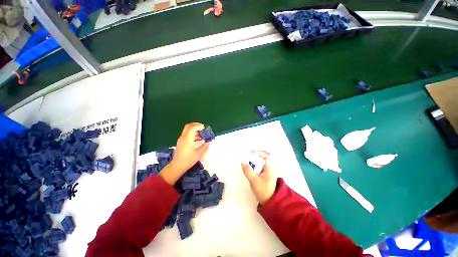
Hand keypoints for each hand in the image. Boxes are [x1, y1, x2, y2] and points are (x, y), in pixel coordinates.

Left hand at [160, 123, 210, 184]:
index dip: (199, 126)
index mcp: (188, 139)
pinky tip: (197, 138)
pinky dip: (192, 133)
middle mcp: (183, 137)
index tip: (205, 128)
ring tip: (201, 133)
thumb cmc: (188, 160)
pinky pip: (186, 134)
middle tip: (203, 128)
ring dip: (194, 129)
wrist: (177, 166)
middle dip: (196, 125)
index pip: (193, 127)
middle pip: (189, 126)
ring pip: (187, 129)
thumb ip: (204, 146)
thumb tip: (209, 142)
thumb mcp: (198, 154)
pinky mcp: (180, 142)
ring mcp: (181, 139)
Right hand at [241, 151, 276, 204]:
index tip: (251, 153)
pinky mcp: (265, 176)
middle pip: (263, 158)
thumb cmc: (263, 190)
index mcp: (270, 168)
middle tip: (247, 157)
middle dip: (255, 157)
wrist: (269, 202)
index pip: (267, 156)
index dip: (259, 153)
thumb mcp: (254, 180)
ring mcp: (268, 172)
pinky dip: (255, 166)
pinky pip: (260, 167)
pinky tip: (250, 169)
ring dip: (254, 162)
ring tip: (247, 162)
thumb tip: (242, 161)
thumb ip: (248, 170)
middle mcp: (270, 168)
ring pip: (261, 163)